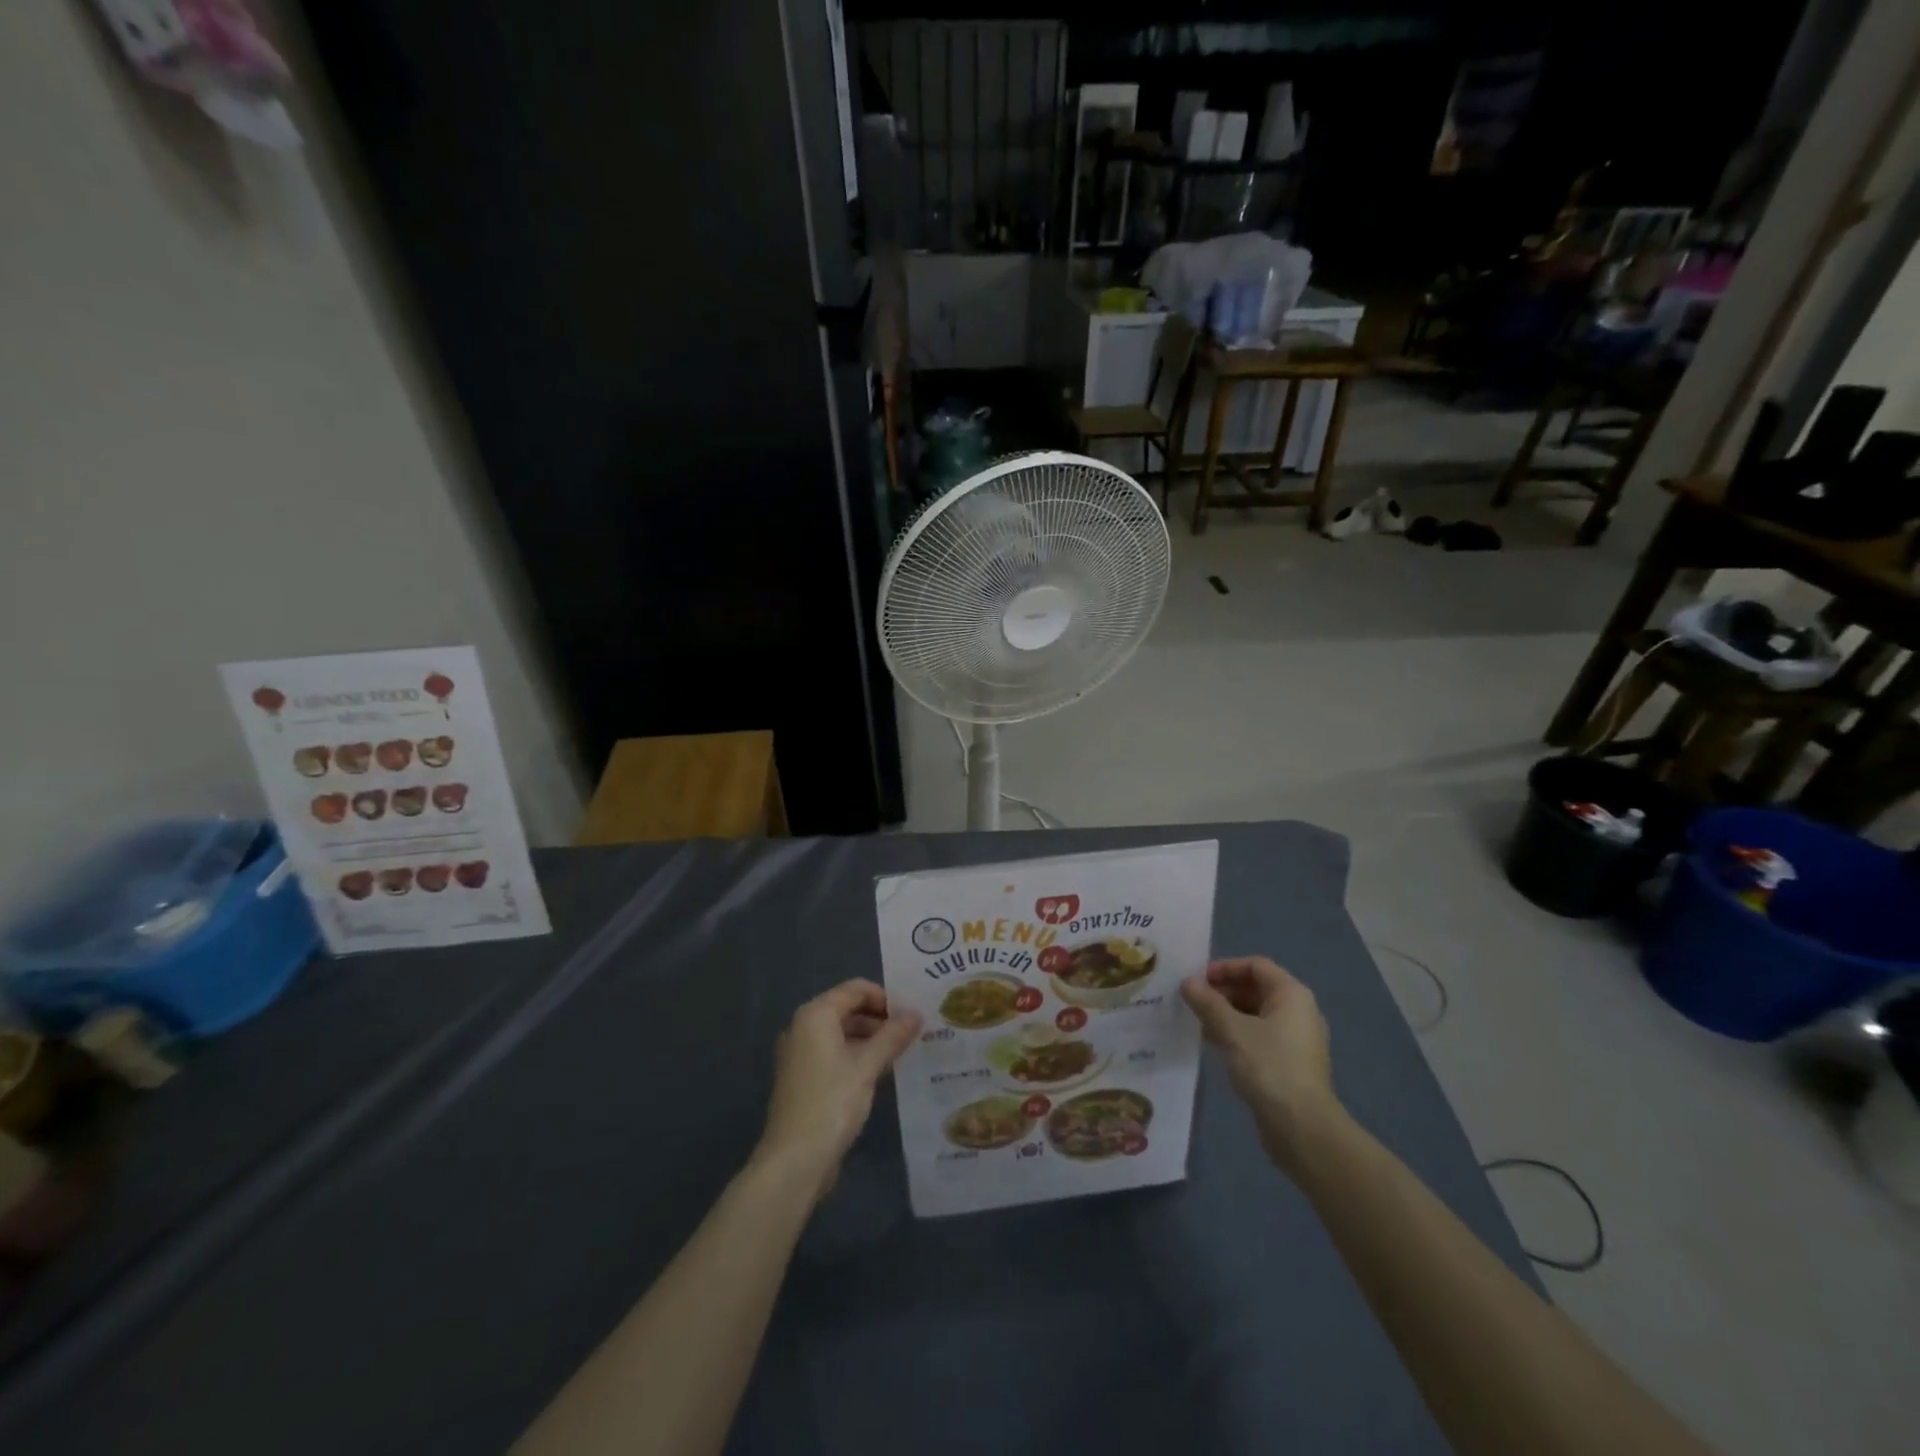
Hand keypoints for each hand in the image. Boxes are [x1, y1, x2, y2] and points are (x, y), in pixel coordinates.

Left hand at [754, 980, 920, 1201]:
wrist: (794, 1160)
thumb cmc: (831, 1103)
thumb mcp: (867, 1066)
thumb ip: (893, 1036)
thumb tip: (917, 1013)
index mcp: (815, 1015)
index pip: (855, 989)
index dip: (885, 997)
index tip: (911, 1015)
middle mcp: (803, 1027)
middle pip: (847, 1008)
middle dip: (879, 1018)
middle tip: (911, 1033)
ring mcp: (800, 1054)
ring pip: (842, 1033)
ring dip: (870, 1038)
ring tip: (901, 1052)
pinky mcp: (803, 1078)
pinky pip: (834, 1054)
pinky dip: (856, 1055)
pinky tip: (880, 1072)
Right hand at [1181, 957, 1340, 1169]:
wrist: (1302, 1128)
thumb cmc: (1269, 1067)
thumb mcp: (1232, 1030)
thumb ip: (1207, 1002)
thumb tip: (1187, 982)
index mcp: (1291, 995)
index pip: (1256, 966)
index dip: (1225, 968)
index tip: (1198, 981)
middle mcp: (1298, 1011)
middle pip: (1256, 988)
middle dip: (1222, 992)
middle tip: (1192, 1002)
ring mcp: (1295, 1039)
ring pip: (1255, 1014)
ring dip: (1226, 1014)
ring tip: (1197, 1022)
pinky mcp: (1289, 1063)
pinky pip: (1259, 1036)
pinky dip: (1236, 1034)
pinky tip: (1213, 1045)